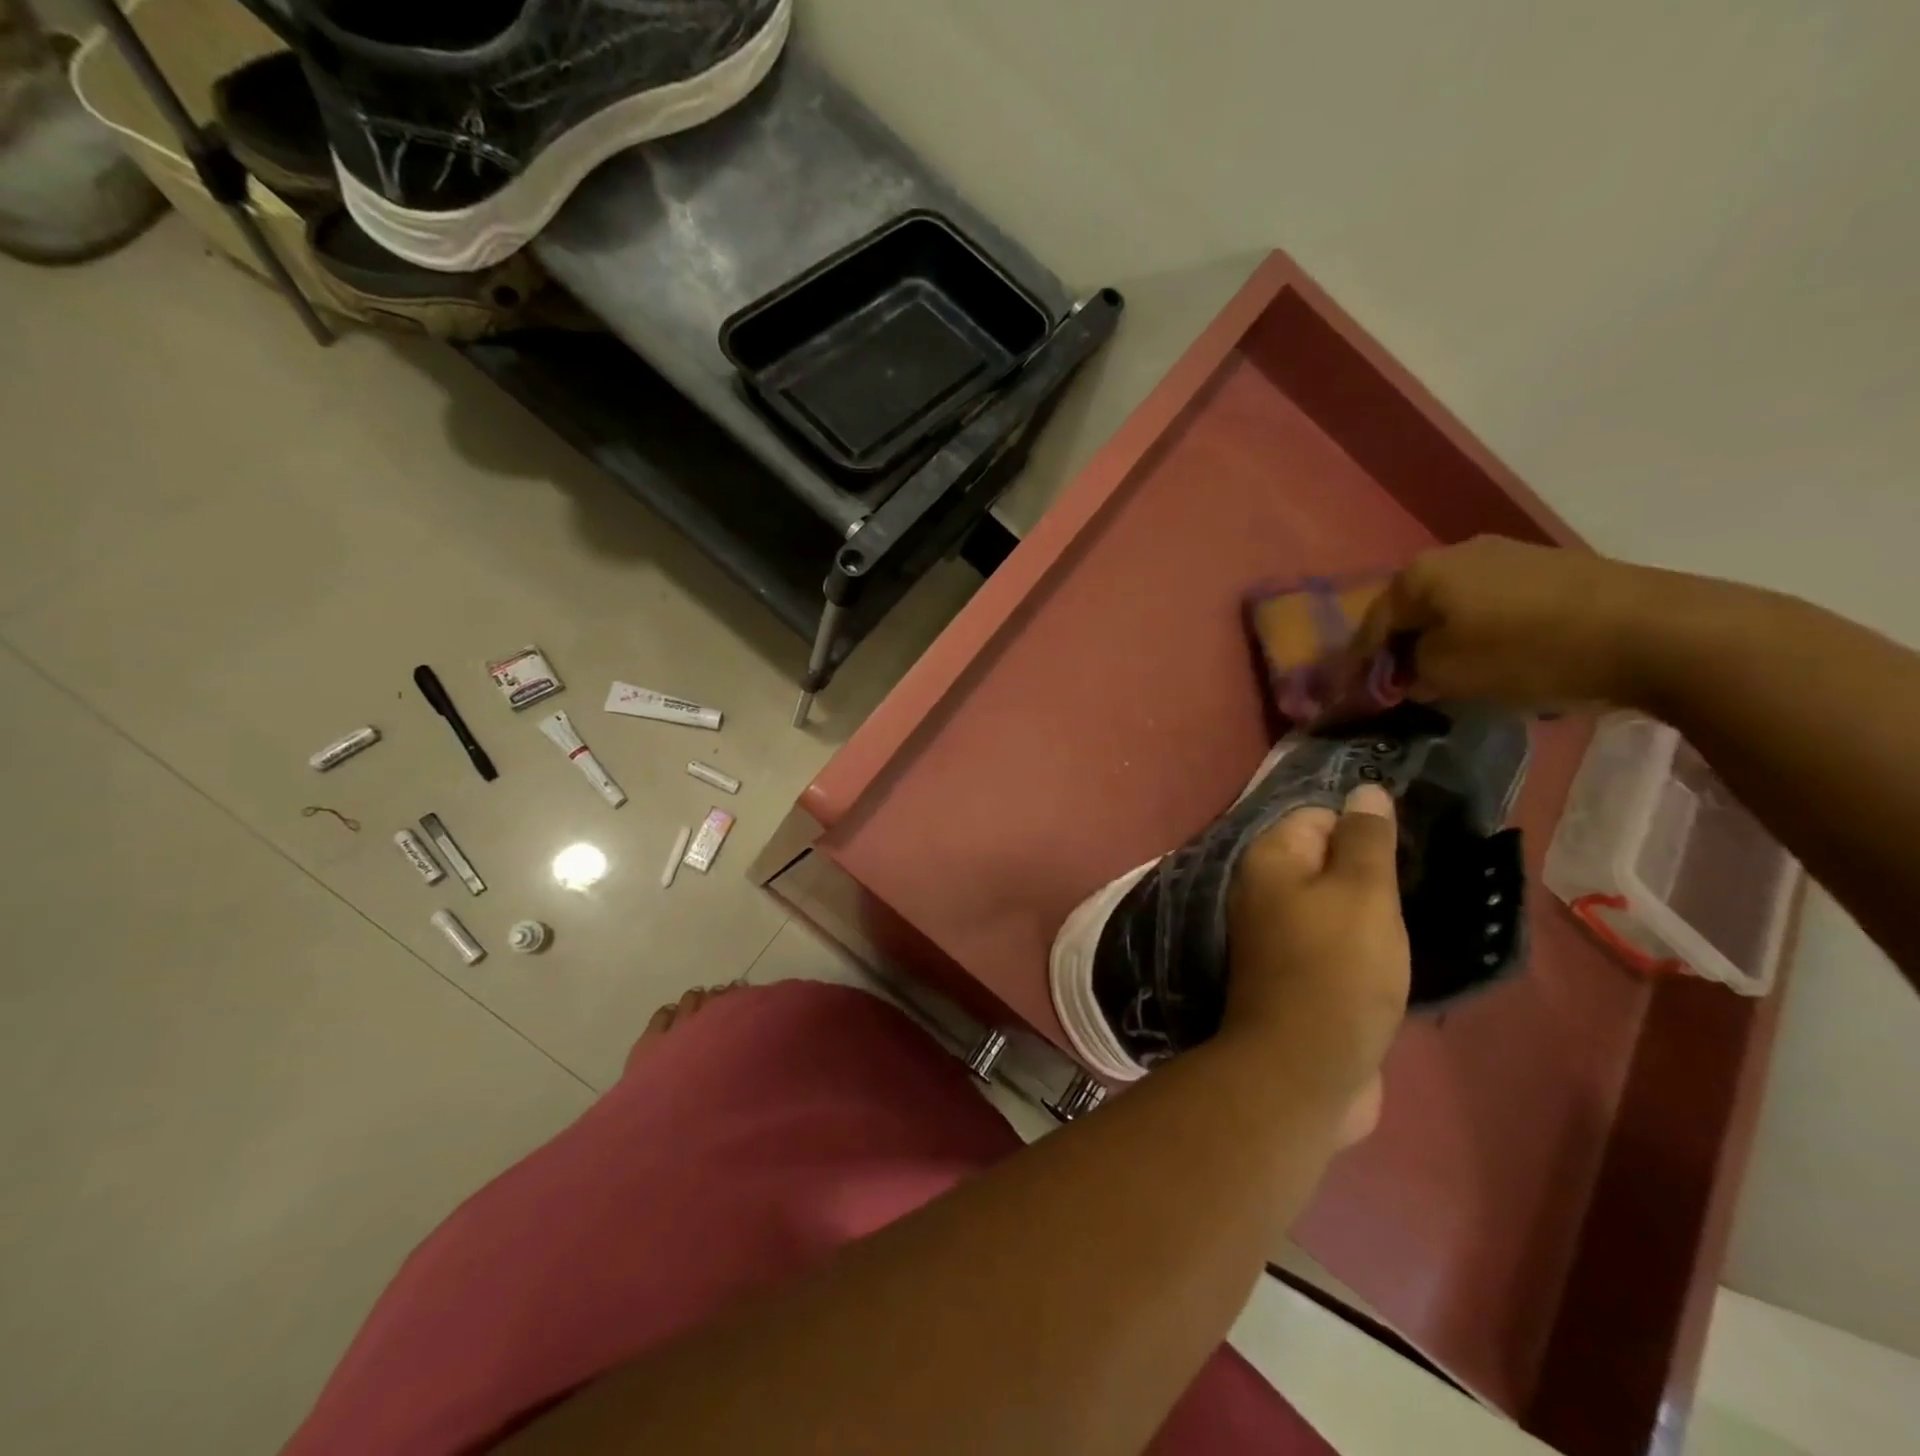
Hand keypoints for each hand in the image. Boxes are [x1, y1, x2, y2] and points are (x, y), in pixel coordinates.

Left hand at [1225, 784, 1407, 1145]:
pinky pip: (1333, 942)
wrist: (1306, 1068)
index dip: (1362, 829)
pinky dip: (1361, 945)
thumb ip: (1366, 839)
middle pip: (1324, 861)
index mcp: (1269, 860)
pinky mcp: (1295, 974)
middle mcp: (1262, 890)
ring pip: (1332, 904)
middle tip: (1416, 887)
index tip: (1406, 852)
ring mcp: (1276, 935)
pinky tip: (1394, 955)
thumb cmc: (1337, 968)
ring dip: (1369, 912)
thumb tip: (1364, 789)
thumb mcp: (1363, 892)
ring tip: (1414, 919)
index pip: (1317, 816)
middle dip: (1369, 871)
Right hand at [1347, 536, 1662, 708]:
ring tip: (1441, 674)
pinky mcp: (1547, 568)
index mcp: (1419, 574)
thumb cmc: (1527, 652)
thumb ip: (1407, 672)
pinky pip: (1488, 604)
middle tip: (1394, 685)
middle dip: (1397, 648)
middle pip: (1409, 610)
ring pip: (1450, 606)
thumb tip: (1403, 671)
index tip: (1349, 697)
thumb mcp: (1446, 673)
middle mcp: (1454, 553)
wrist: (1654, 631)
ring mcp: (1505, 555)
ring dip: (1438, 639)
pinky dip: (1476, 631)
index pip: (1370, 626)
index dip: (1356, 666)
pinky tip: (1487, 656)